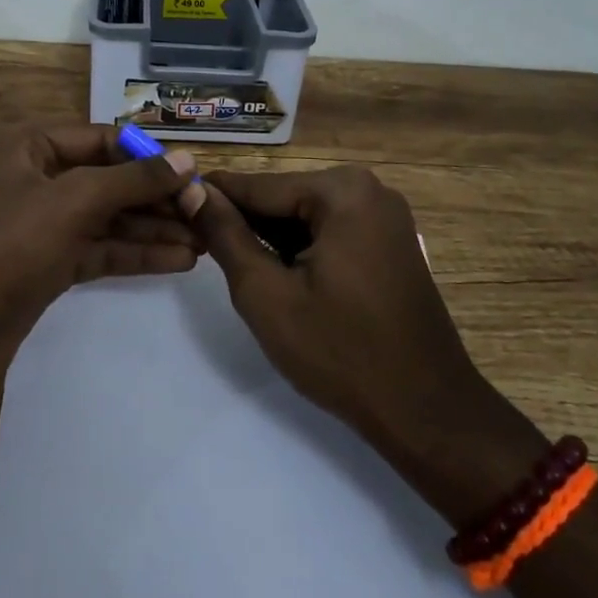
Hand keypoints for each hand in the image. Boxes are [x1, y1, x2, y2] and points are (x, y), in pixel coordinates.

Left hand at [0, 124, 205, 379]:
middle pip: (110, 180)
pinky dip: (137, 253)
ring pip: (110, 218)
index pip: (103, 139)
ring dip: (154, 228)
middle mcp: (38, 177)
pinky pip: (102, 249)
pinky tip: (181, 260)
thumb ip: (133, 181)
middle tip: (206, 213)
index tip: (193, 174)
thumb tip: (186, 161)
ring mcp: (45, 222)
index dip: (148, 156)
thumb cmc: (9, 243)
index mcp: (31, 145)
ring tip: (205, 240)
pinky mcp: (51, 262)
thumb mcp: (75, 201)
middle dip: (157, 198)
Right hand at [196, 166, 545, 521]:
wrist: (427, 411)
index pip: (257, 186)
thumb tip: (192, 191)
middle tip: (202, 253)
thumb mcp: (266, 293)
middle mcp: (368, 188)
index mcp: (341, 190)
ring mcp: (384, 214)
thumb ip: (225, 235)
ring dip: (271, 240)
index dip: (211, 200)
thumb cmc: (341, 352)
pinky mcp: (390, 240)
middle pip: (282, 198)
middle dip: (244, 224)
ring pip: (304, 216)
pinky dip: (301, 250)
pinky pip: (330, 232)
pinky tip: (280, 278)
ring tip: (236, 269)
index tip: (170, 206)